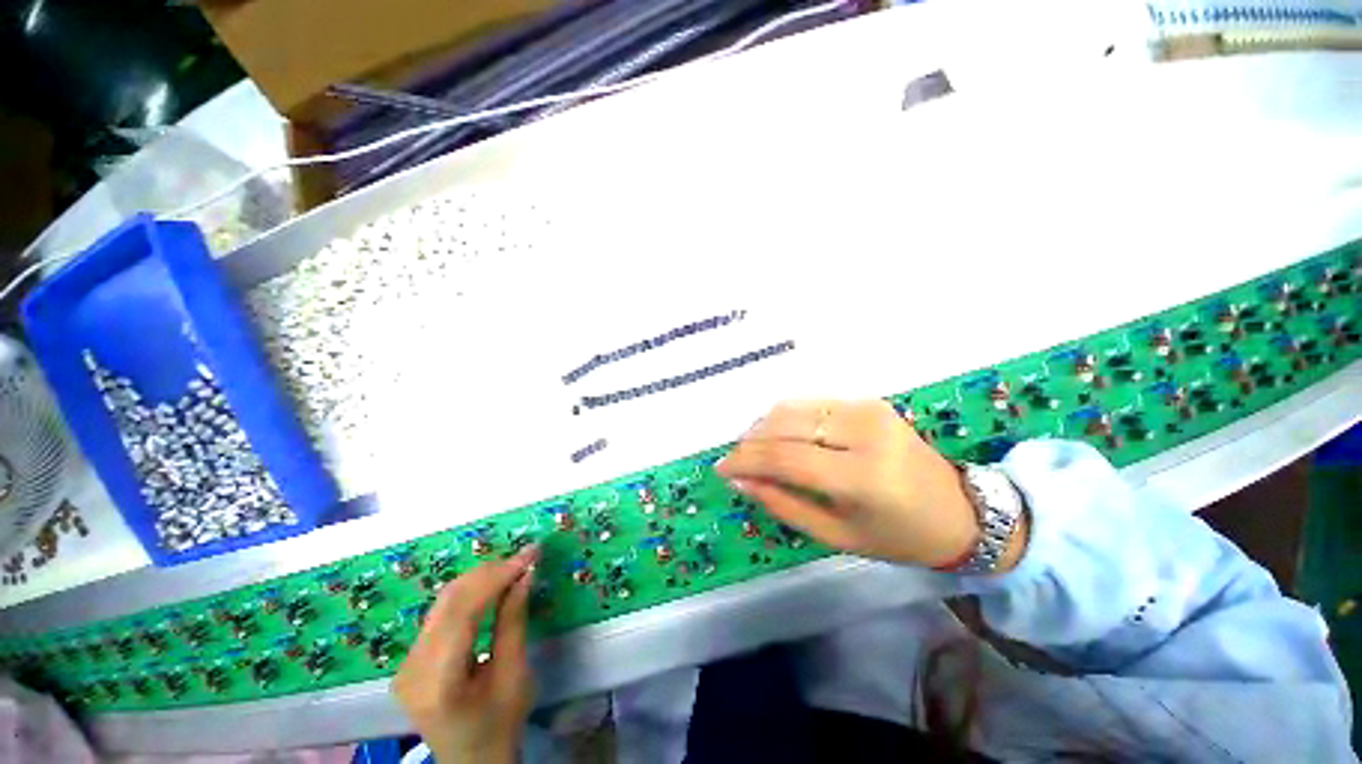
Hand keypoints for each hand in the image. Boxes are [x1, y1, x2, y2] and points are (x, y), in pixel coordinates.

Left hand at [393, 548, 537, 763]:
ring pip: (443, 601)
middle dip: (490, 572)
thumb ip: (514, 622)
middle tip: (525, 557)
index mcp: (437, 682)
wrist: (471, 761)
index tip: (530, 553)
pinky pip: (441, 613)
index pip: (463, 612)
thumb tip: (525, 574)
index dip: (498, 575)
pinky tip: (493, 585)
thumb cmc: (499, 725)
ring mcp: (406, 662)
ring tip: (514, 566)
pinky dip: (470, 593)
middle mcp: (412, 667)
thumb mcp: (514, 676)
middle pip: (449, 601)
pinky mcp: (411, 658)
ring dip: (481, 579)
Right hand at [716, 400, 996, 569]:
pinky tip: (780, 437)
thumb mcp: (836, 536)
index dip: (745, 460)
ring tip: (753, 450)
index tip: (720, 468)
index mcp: (862, 476)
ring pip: (793, 408)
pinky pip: (810, 405)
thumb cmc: (898, 537)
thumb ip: (783, 504)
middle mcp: (864, 432)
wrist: (960, 511)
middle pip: (784, 424)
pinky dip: (786, 419)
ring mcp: (867, 410)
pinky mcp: (868, 402)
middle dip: (750, 441)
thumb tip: (740, 480)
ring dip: (764, 427)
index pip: (785, 456)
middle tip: (735, 460)